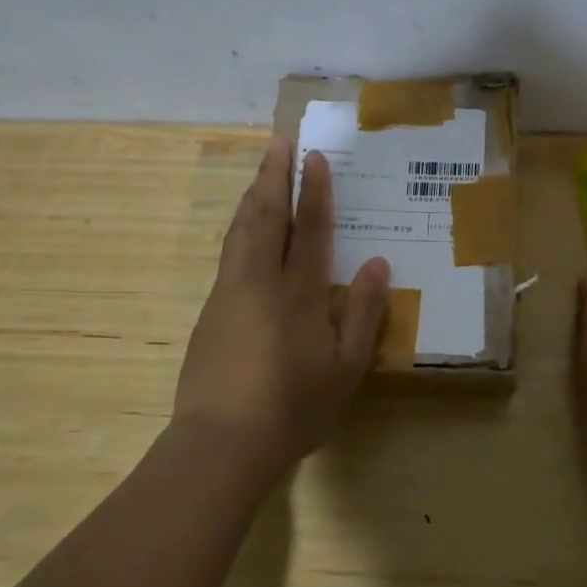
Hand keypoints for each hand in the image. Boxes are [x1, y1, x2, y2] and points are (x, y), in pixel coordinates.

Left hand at [171, 136, 388, 478]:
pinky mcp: (210, 311)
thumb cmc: (294, 407)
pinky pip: (229, 252)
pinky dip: (240, 226)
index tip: (313, 157)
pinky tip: (244, 228)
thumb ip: (362, 313)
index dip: (313, 191)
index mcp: (299, 292)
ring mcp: (229, 294)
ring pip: (240, 231)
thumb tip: (376, 264)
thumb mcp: (346, 367)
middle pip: (265, 217)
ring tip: (261, 172)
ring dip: (252, 196)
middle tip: (278, 143)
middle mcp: (260, 281)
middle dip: (272, 177)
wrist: (221, 443)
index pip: (308, 228)